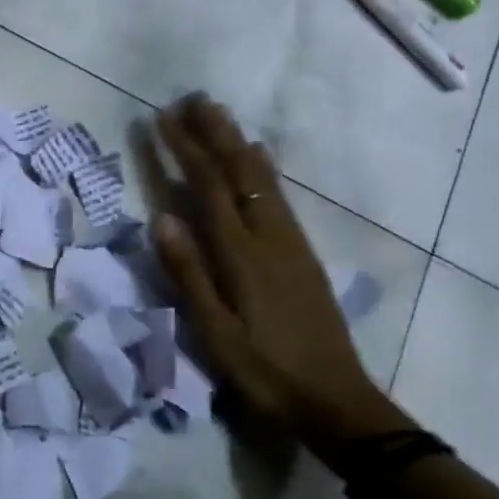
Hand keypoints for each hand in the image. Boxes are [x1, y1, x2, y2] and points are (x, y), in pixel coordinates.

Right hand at [150, 94, 402, 452]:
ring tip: (219, 113)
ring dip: (237, 140)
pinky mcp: (303, 252)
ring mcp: (291, 241)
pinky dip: (263, 166)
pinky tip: (260, 156)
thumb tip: (162, 218)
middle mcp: (268, 236)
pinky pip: (278, 194)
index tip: (162, 118)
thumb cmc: (266, 372)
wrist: (336, 401)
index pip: (208, 187)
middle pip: (239, 171)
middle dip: (214, 132)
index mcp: (241, 254)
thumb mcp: (216, 335)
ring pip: (262, 177)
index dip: (184, 149)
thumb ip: (189, 275)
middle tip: (192, 98)